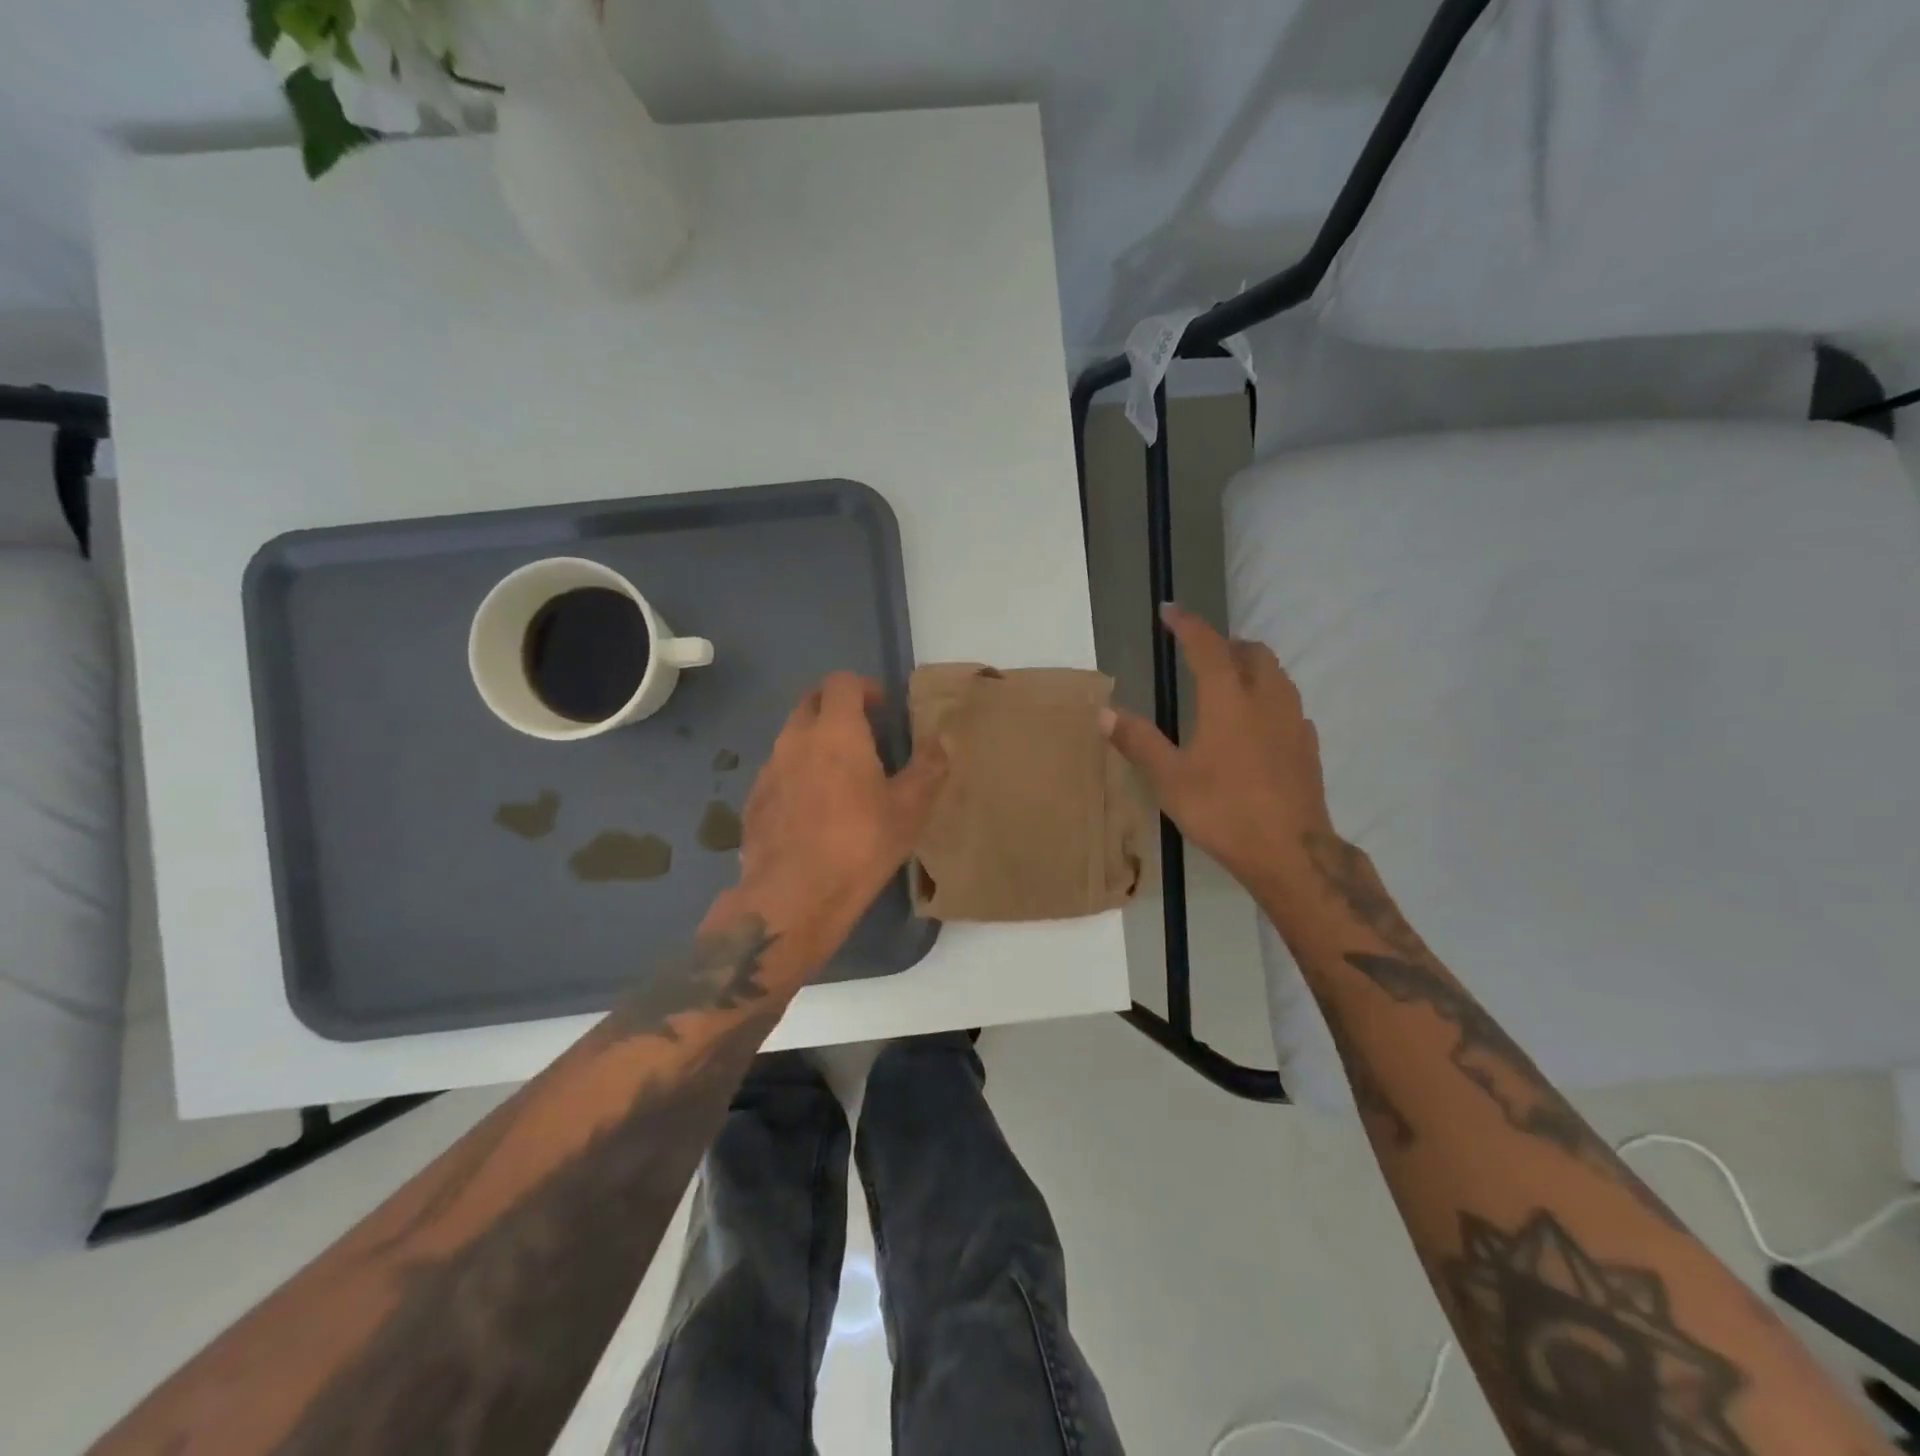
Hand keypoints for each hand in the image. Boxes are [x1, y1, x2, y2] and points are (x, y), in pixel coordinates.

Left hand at [707, 672, 946, 978]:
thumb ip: (928, 768)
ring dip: (814, 743)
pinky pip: (777, 773)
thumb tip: (938, 743)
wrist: (794, 896)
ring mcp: (768, 770)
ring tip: (839, 777)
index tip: (881, 709)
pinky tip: (812, 811)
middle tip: (861, 735)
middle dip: (835, 708)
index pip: (841, 682)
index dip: (863, 688)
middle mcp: (795, 740)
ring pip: (791, 738)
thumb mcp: (910, 809)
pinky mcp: (753, 801)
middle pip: (810, 702)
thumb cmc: (861, 844)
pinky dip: (796, 775)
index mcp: (836, 731)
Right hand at [1103, 604, 1332, 900]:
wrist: (1289, 852)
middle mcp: (1265, 699)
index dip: (1187, 624)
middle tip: (1199, 655)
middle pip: (1252, 652)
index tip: (1170, 610)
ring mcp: (1293, 722)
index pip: (1207, 646)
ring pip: (1276, 675)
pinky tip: (1256, 725)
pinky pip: (1288, 706)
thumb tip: (1103, 712)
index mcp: (1228, 699)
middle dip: (1225, 644)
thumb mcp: (1169, 779)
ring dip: (1251, 667)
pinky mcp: (1308, 746)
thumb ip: (1138, 740)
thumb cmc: (1222, 810)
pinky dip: (1269, 700)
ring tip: (1227, 683)